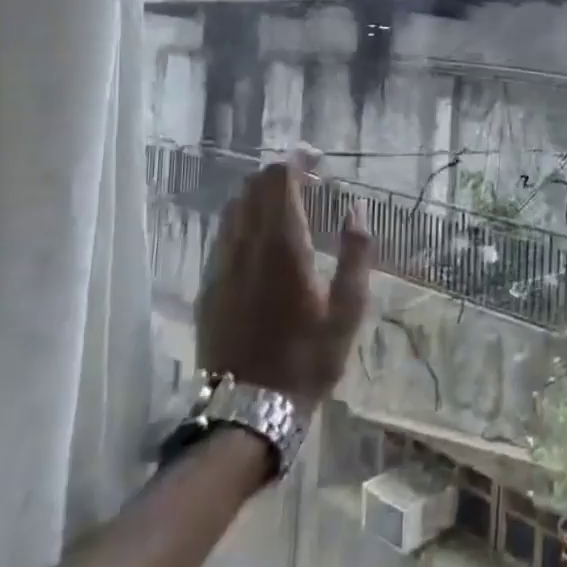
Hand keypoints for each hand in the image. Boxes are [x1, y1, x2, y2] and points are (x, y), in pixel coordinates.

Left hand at [195, 151, 370, 413]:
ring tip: (287, 205)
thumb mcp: (348, 309)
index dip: (297, 160)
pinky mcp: (209, 285)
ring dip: (259, 196)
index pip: (280, 181)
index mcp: (283, 246)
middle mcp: (246, 246)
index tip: (317, 157)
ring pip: (234, 208)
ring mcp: (221, 265)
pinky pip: (223, 235)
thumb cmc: (309, 358)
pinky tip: (262, 239)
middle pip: (253, 187)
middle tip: (308, 180)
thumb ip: (355, 253)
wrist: (249, 409)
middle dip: (279, 173)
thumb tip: (356, 210)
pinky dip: (243, 221)